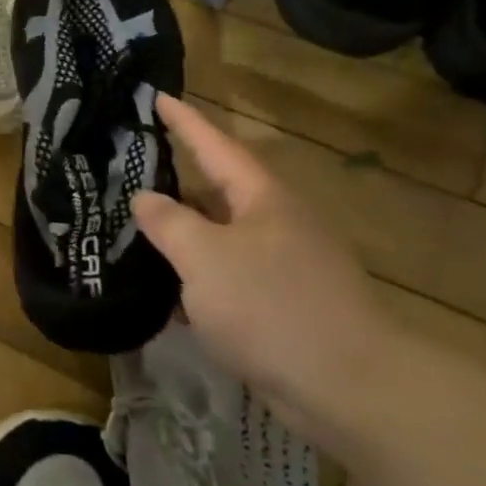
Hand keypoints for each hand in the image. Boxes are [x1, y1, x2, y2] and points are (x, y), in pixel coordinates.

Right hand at [133, 93, 407, 449]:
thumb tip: (145, 198)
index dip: (184, 121)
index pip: (214, 146)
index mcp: (262, 198)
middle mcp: (277, 224)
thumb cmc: (270, 306)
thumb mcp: (203, 256)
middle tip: (134, 169)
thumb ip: (168, 222)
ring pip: (222, 238)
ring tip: (140, 230)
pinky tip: (169, 293)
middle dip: (179, 181)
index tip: (157, 96)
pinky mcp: (286, 307)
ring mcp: (285, 267)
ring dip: (185, 235)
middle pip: (219, 191)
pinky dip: (199, 278)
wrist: (351, 389)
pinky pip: (231, 278)